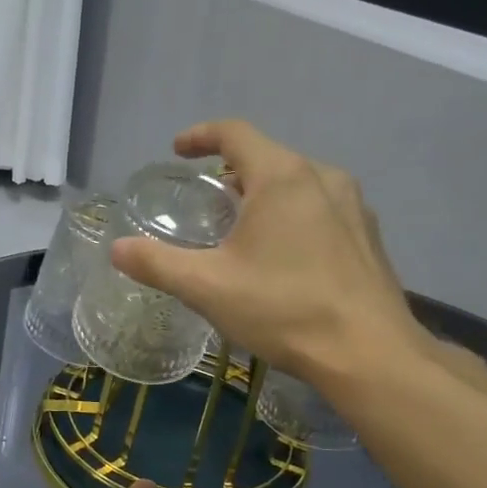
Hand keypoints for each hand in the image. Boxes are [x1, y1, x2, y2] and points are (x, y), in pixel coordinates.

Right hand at [109, 119, 432, 385]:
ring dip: (264, 194)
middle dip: (232, 171)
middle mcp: (323, 178)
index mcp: (282, 177)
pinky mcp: (368, 236)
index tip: (178, 151)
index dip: (201, 136)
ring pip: (298, 183)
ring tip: (242, 227)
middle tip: (207, 199)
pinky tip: (283, 256)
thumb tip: (116, 249)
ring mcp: (353, 206)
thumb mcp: (207, 287)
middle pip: (268, 157)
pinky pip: (321, 208)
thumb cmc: (284, 309)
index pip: (235, 133)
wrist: (369, 353)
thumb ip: (157, 263)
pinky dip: (292, 216)